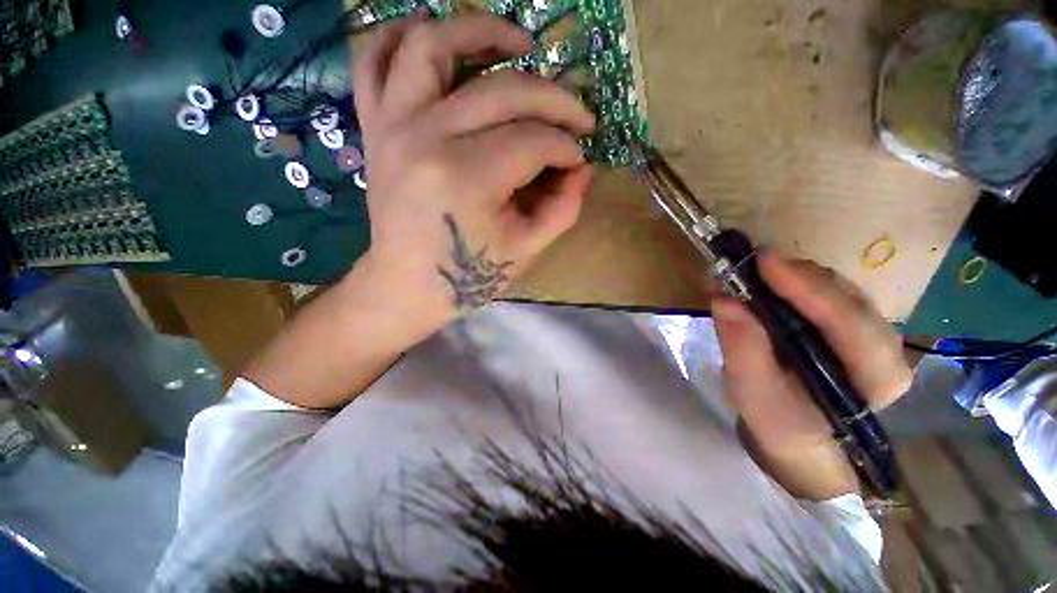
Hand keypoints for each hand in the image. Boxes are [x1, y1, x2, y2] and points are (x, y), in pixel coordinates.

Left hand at [351, 13, 594, 339]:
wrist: (406, 285)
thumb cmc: (468, 274)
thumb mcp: (526, 249)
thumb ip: (563, 207)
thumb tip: (583, 168)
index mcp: (468, 178)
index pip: (535, 141)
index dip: (567, 148)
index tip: (579, 160)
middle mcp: (427, 138)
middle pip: (503, 91)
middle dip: (554, 99)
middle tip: (576, 115)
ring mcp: (393, 125)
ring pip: (433, 45)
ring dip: (480, 29)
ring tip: (519, 41)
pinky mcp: (375, 127)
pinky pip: (373, 61)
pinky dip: (399, 35)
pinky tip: (431, 32)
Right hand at [712, 253, 911, 499]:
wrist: (801, 439)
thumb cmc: (779, 424)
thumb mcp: (754, 393)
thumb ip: (742, 348)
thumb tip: (724, 298)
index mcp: (875, 377)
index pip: (848, 321)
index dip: (806, 287)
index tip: (763, 260)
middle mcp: (885, 349)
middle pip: (846, 296)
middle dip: (796, 276)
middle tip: (747, 265)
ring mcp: (872, 334)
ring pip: (837, 289)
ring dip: (792, 276)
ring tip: (750, 273)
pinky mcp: (852, 327)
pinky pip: (827, 292)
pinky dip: (793, 283)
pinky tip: (766, 283)